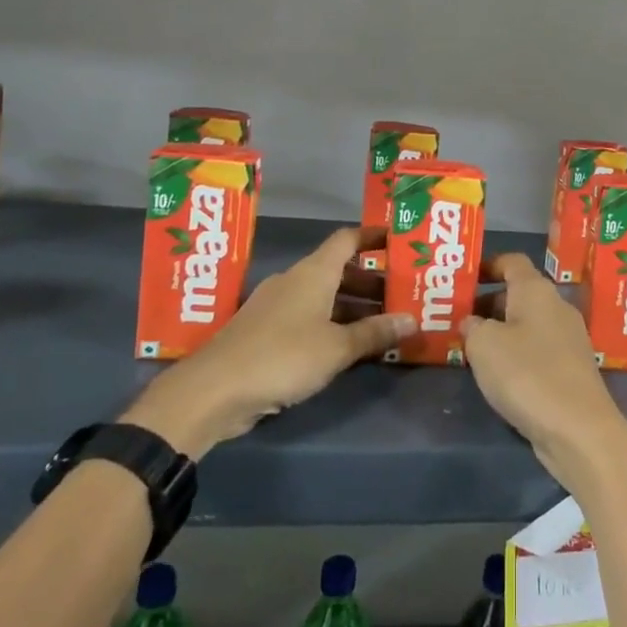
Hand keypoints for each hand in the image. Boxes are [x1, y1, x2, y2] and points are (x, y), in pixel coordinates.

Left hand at [121, 227, 413, 456]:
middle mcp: (294, 281)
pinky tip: (348, 347)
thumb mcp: (337, 347)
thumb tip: (413, 320)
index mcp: (313, 273)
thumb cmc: (283, 356)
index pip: (346, 239)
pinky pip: (307, 318)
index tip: (397, 241)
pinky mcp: (264, 332)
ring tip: (384, 323)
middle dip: (370, 281)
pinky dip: (331, 325)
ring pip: (323, 297)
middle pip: (338, 270)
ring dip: (352, 306)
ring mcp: (276, 306)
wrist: (213, 390)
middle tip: (402, 294)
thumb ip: (375, 333)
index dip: (372, 236)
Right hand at [461, 253, 626, 494]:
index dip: (487, 265)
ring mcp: (568, 339)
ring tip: (471, 349)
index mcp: (537, 290)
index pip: (512, 261)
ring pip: (528, 324)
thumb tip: (473, 322)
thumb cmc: (527, 374)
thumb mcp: (484, 345)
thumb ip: (472, 327)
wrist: (579, 429)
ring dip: (501, 332)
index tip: (463, 279)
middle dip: (488, 303)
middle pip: (519, 293)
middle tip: (457, 319)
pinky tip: (498, 376)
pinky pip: (537, 350)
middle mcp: (557, 307)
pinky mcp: (571, 369)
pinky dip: (516, 355)